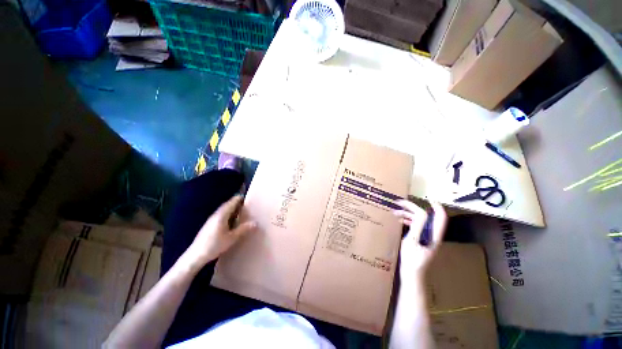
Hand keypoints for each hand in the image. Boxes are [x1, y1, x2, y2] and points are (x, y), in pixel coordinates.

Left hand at [180, 195, 256, 270]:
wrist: (195, 256)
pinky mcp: (209, 225)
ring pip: (223, 210)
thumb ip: (243, 229)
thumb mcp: (232, 238)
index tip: (246, 197)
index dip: (238, 199)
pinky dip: (227, 214)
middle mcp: (216, 215)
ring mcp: (211, 220)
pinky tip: (231, 220)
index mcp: (221, 215)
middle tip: (245, 203)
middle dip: (235, 203)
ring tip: (240, 210)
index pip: (231, 203)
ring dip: (231, 208)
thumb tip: (255, 223)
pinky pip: (220, 215)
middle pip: (227, 205)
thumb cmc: (214, 245)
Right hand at [393, 200, 446, 284]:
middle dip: (414, 208)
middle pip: (426, 217)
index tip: (427, 198)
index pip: (440, 217)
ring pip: (420, 221)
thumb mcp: (413, 241)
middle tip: (400, 203)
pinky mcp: (421, 240)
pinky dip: (408, 221)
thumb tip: (421, 211)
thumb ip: (418, 226)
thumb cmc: (412, 259)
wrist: (412, 274)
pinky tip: (400, 221)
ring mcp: (426, 238)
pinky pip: (416, 226)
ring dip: (408, 214)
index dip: (436, 206)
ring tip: (395, 212)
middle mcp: (432, 234)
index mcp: (434, 234)